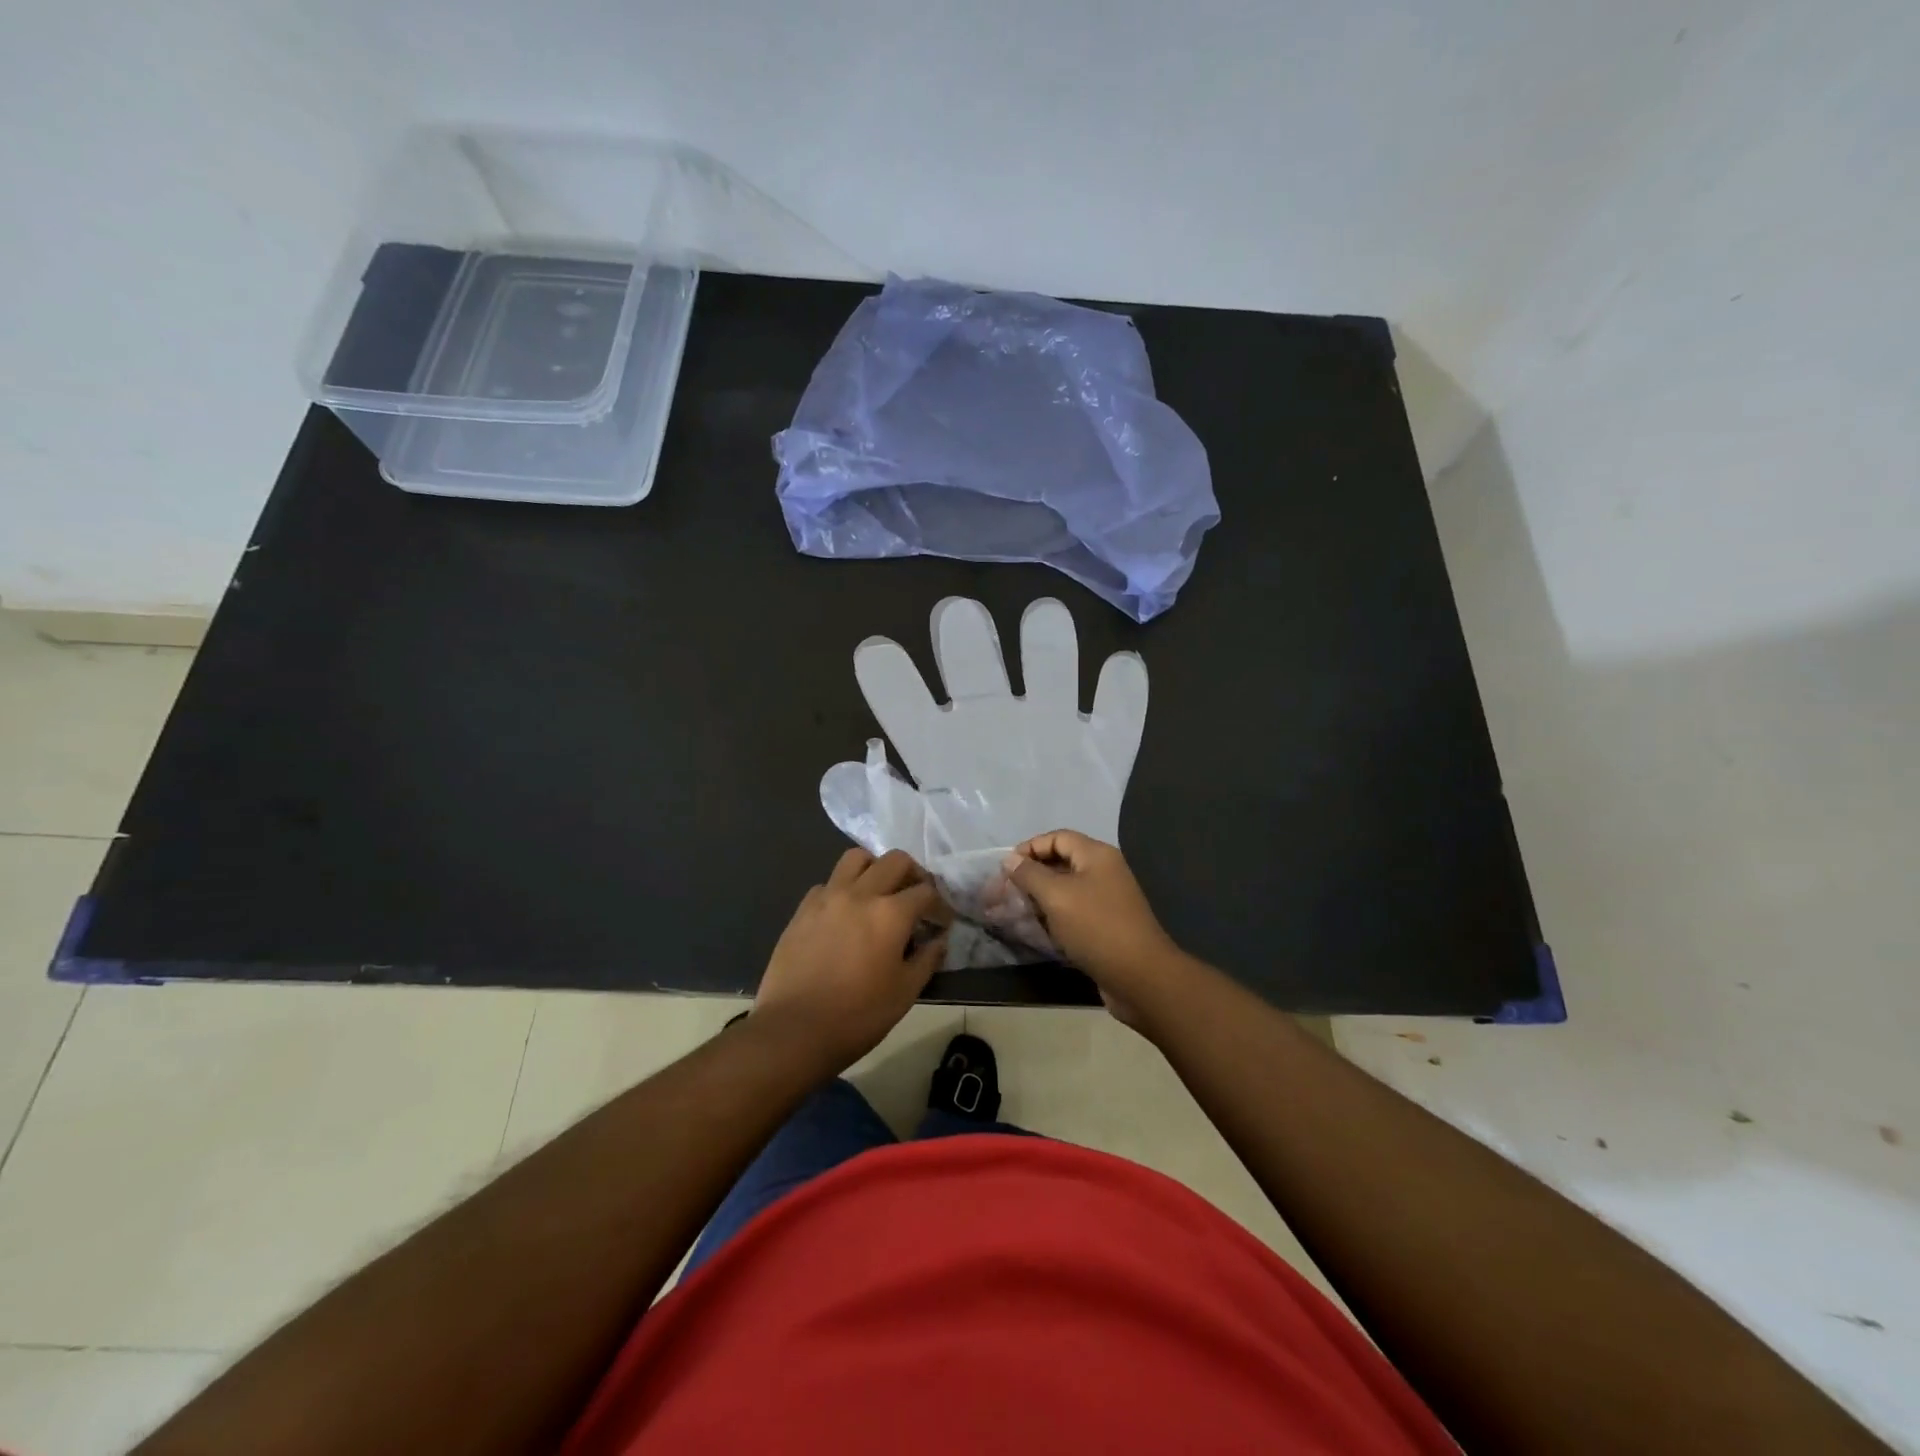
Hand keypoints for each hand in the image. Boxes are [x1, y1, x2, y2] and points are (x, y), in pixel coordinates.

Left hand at [752, 848, 950, 1071]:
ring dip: (875, 868)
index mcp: (891, 914)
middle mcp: (861, 894)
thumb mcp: (904, 993)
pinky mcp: (803, 909)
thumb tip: (938, 940)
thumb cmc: (857, 1016)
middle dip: (913, 874)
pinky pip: (828, 883)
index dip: (940, 905)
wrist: (793, 1030)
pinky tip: (845, 915)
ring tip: (879, 892)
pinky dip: (843, 889)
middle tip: (916, 898)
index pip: (926, 891)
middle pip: (895, 860)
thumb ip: (927, 959)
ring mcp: (828, 897)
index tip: (941, 922)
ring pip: (856, 858)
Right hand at [1001, 830, 1190, 1024]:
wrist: (1140, 977)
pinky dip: (1052, 917)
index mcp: (1097, 856)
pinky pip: (1072, 912)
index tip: (1005, 868)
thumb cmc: (1096, 927)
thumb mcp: (1057, 896)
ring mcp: (1106, 900)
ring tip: (1012, 912)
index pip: (1057, 838)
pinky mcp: (1104, 926)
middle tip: (1003, 893)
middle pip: (1060, 862)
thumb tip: (1010, 858)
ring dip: (1038, 898)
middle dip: (1029, 875)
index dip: (1029, 848)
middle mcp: (1103, 872)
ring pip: (1065, 890)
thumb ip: (1030, 874)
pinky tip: (1034, 929)